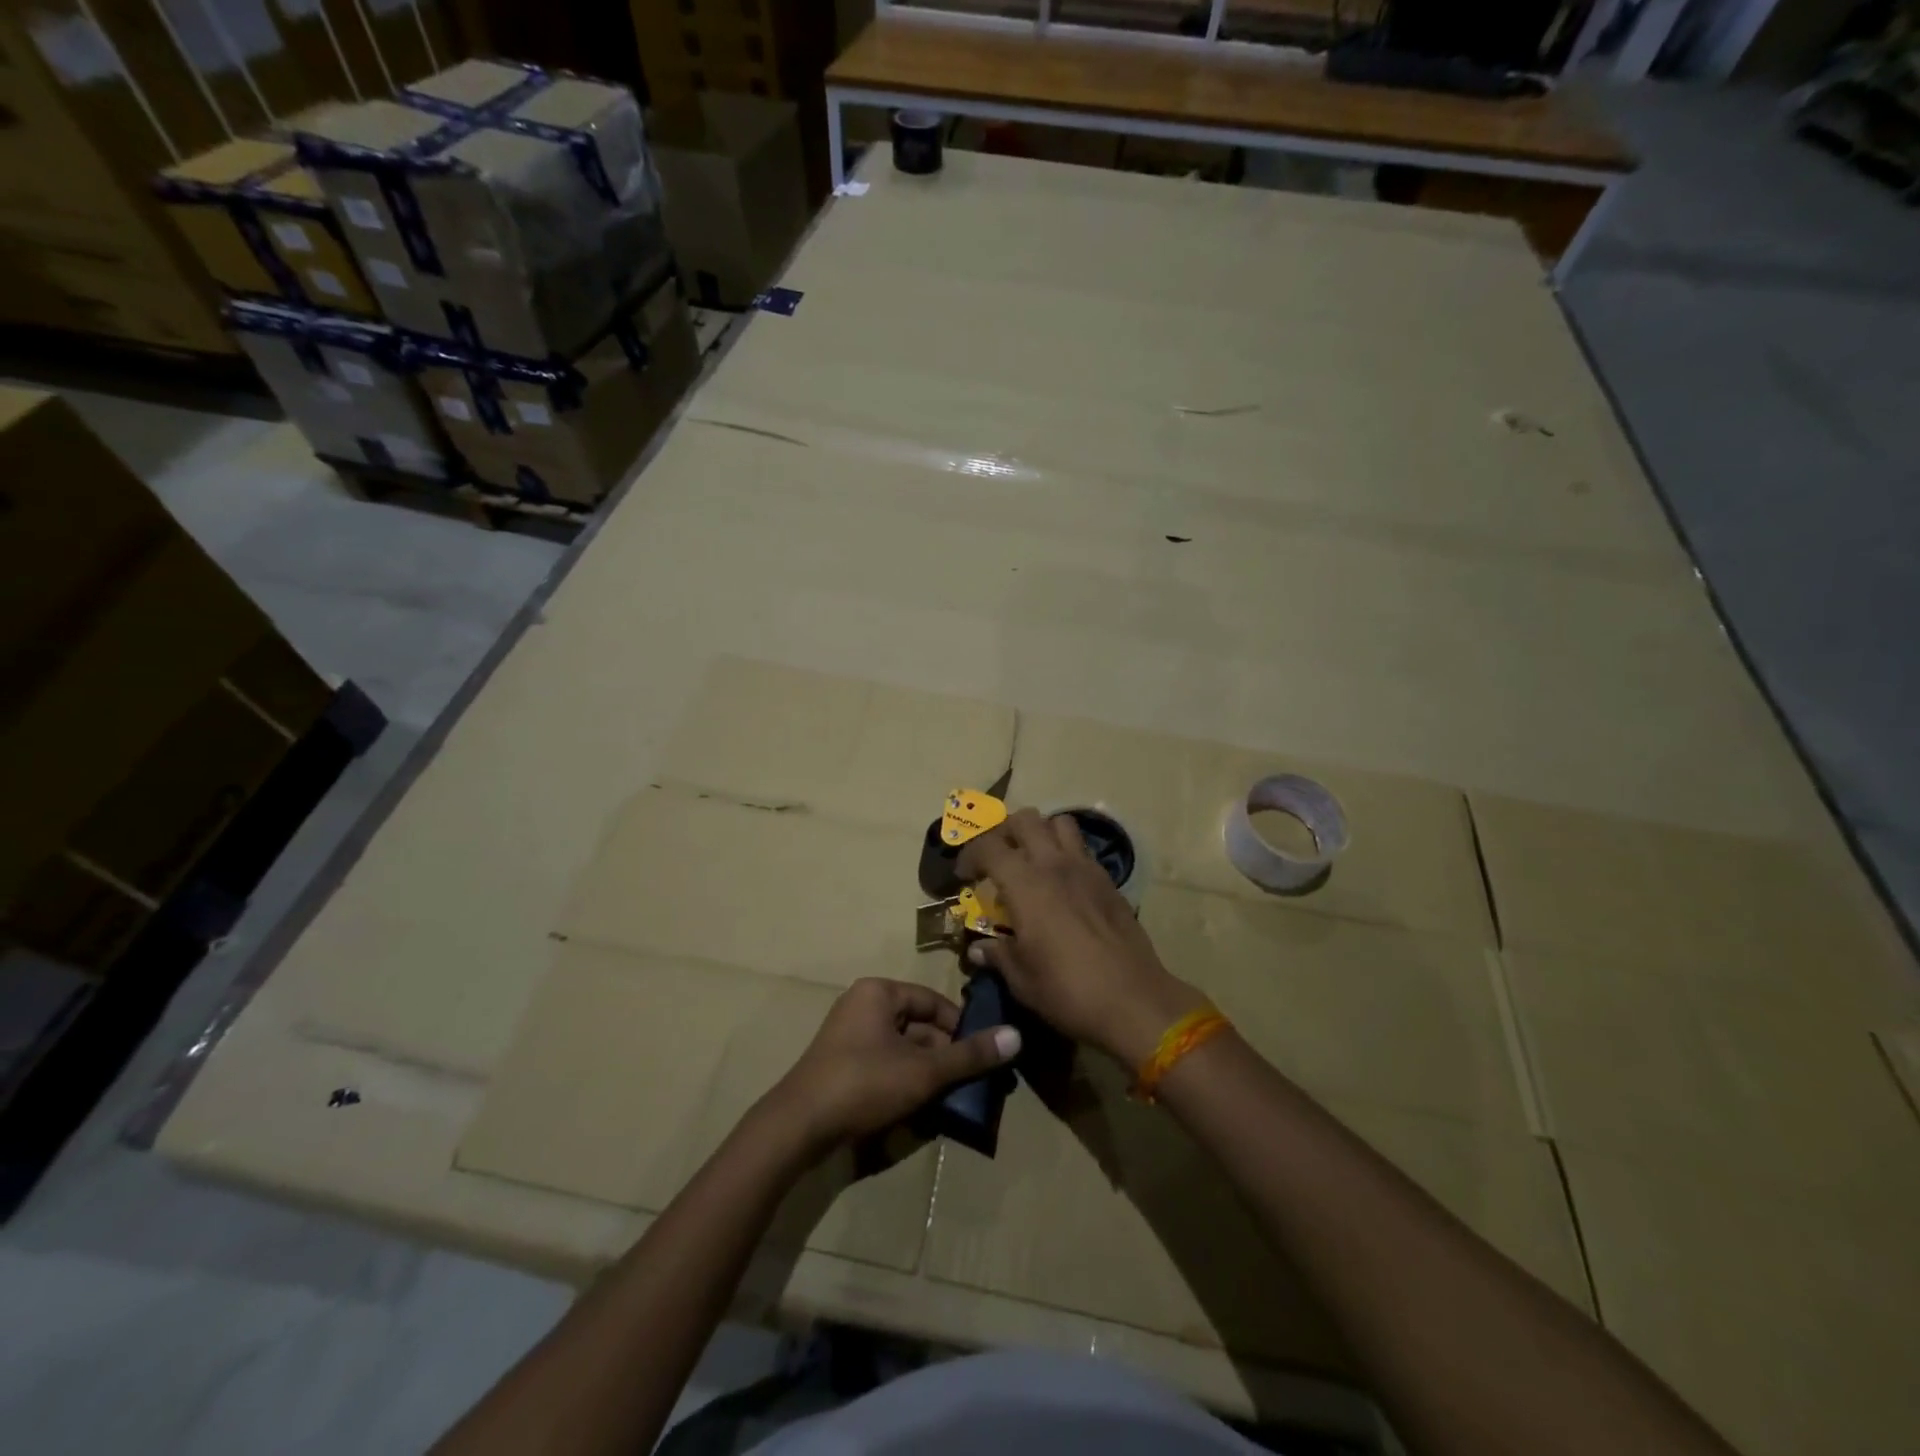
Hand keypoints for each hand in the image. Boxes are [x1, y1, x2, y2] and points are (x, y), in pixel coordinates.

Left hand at [769, 978, 1019, 1154]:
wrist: (798, 1126)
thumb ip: (969, 1055)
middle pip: (918, 1026)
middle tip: (971, 1083)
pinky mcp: (841, 1064)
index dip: (961, 1028)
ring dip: (927, 1072)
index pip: (933, 1002)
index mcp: (879, 992)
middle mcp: (862, 1005)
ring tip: (951, 1099)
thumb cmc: (864, 1083)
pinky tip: (920, 1108)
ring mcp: (848, 1035)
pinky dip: (904, 1081)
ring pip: (903, 1048)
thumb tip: (1016, 1036)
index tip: (983, 1055)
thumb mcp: (923, 1070)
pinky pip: (884, 1064)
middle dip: (945, 1055)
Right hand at [957, 809, 1204, 1067]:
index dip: (970, 854)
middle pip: (1025, 819)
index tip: (964, 875)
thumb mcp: (1021, 979)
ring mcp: (1086, 869)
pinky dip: (1067, 853)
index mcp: (1026, 884)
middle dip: (1005, 831)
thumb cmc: (1067, 990)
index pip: (989, 846)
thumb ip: (998, 955)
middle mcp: (1055, 865)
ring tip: (1033, 861)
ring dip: (1042, 833)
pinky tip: (1064, 884)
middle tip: (998, 859)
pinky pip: (1083, 849)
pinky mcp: (1109, 881)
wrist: (1133, 1001)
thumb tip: (979, 949)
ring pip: (1060, 823)